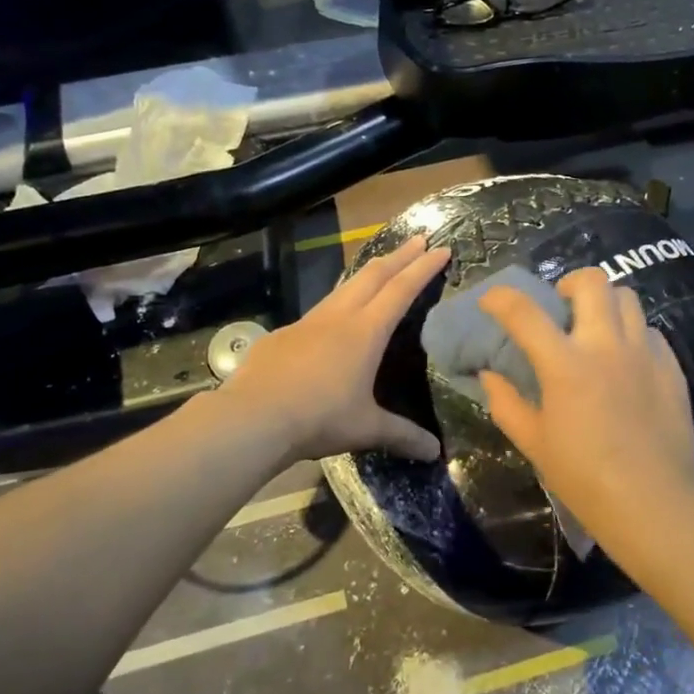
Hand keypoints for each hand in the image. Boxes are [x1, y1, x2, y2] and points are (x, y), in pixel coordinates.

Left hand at [221, 235, 449, 463]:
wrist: (253, 418)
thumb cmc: (319, 418)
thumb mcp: (366, 428)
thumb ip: (402, 436)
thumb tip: (436, 454)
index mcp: (365, 332)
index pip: (401, 290)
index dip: (423, 268)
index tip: (441, 248)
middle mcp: (338, 318)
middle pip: (373, 275)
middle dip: (399, 256)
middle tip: (418, 239)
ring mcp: (307, 323)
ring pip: (343, 287)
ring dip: (367, 274)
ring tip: (380, 269)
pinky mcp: (282, 336)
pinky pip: (317, 313)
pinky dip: (336, 305)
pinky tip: (332, 322)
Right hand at [477, 267, 693, 535]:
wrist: (652, 503)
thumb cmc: (583, 477)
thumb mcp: (533, 443)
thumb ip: (506, 402)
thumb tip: (489, 374)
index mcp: (565, 364)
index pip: (524, 312)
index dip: (501, 299)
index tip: (492, 302)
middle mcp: (606, 346)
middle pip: (592, 282)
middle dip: (569, 283)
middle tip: (561, 306)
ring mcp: (644, 353)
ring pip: (628, 298)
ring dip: (605, 304)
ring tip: (597, 328)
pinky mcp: (671, 367)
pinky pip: (651, 331)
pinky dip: (633, 334)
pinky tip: (627, 359)